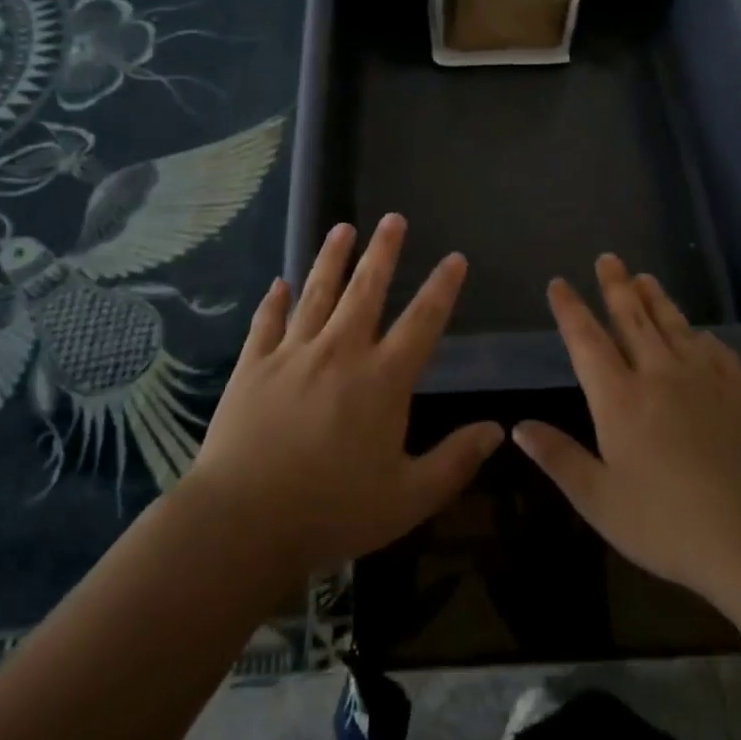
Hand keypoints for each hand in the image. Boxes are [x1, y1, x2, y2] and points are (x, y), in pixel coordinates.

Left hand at [182, 214, 502, 579]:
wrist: (243, 521)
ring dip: (332, 258)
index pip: (422, 321)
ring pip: (317, 293)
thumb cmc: (332, 511)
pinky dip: (275, 301)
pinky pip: (267, 323)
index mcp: (382, 379)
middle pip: (366, 290)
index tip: (454, 258)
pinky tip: (280, 283)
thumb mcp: (408, 498)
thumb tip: (497, 430)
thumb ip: (455, 461)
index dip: (442, 288)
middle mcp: (340, 352)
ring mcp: (293, 354)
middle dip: (383, 252)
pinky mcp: (254, 366)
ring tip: (343, 228)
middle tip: (392, 218)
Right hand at [513, 255, 740, 615]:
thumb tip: (518, 426)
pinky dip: (699, 334)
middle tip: (608, 258)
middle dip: (616, 286)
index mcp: (620, 399)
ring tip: (644, 276)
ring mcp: (704, 379)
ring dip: (656, 298)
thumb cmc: (668, 524)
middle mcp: (659, 375)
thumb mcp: (600, 501)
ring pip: (673, 325)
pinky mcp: (740, 391)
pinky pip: (715, 350)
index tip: (559, 283)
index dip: (570, 310)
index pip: (587, 341)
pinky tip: (699, 331)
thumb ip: (559, 458)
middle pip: (632, 319)